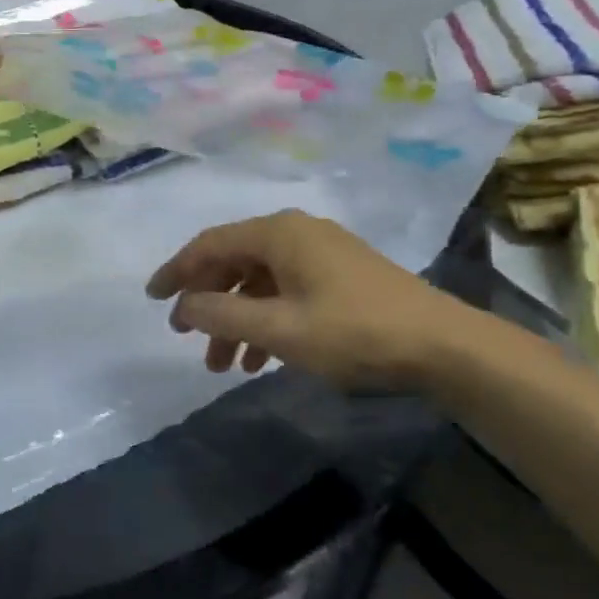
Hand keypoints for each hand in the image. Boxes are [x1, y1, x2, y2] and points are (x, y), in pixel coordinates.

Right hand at [145, 210, 484, 388]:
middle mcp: (295, 233)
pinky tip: (262, 359)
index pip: (210, 244)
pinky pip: (285, 291)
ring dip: (236, 320)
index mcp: (278, 233)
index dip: (176, 271)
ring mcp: (321, 253)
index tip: (153, 299)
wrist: (445, 346)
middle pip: (233, 262)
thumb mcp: (280, 329)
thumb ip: (223, 315)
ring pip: (259, 281)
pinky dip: (266, 320)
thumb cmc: (355, 332)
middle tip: (186, 337)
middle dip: (208, 303)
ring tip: (224, 365)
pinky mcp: (340, 275)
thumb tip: (183, 305)